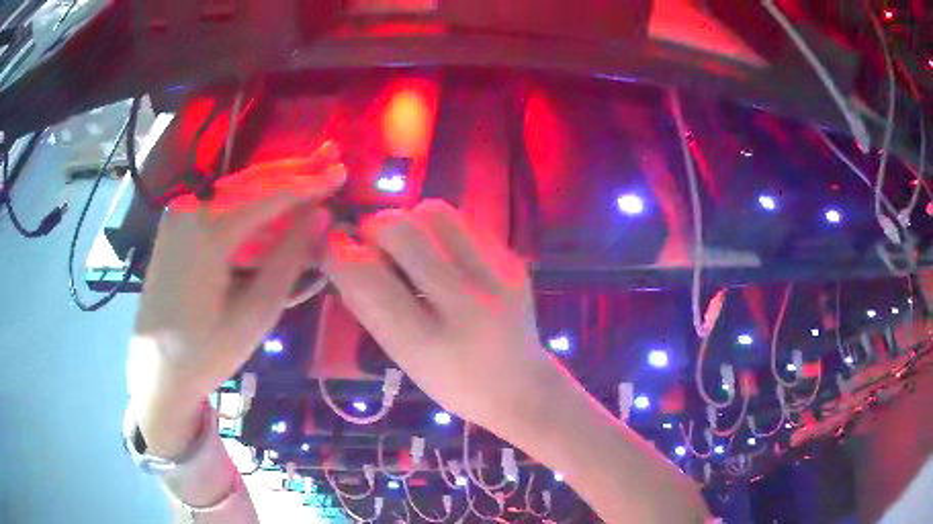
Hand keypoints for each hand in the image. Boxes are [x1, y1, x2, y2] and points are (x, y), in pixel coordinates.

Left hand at [127, 143, 345, 455]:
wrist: (156, 370)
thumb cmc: (207, 353)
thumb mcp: (255, 314)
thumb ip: (288, 260)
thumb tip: (321, 216)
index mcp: (208, 233)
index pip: (269, 197)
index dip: (308, 184)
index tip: (341, 171)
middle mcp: (190, 210)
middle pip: (251, 182)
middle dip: (293, 169)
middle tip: (330, 154)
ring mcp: (179, 216)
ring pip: (235, 190)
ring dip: (273, 184)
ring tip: (310, 169)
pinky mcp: (175, 227)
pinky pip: (219, 206)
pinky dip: (250, 205)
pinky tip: (273, 204)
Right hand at [322, 200, 557, 433]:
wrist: (521, 385)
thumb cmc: (452, 382)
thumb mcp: (403, 358)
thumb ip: (368, 308)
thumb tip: (339, 255)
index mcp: (429, 343)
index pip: (369, 278)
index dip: (340, 252)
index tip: (333, 244)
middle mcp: (467, 304)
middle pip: (403, 230)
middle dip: (375, 227)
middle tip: (375, 245)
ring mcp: (497, 278)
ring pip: (435, 213)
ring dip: (410, 220)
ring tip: (410, 246)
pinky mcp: (514, 262)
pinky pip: (464, 221)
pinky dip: (440, 228)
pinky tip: (441, 252)